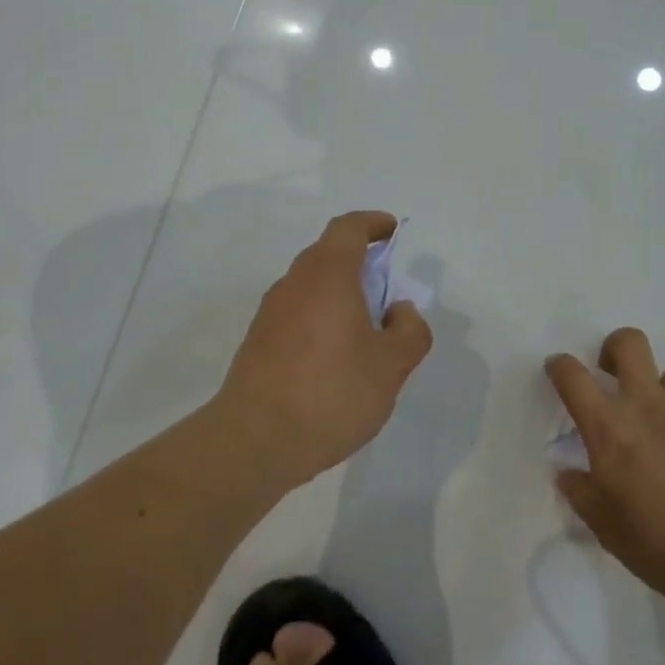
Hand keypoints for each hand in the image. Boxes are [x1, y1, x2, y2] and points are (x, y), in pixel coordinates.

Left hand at [217, 211, 432, 486]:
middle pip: (328, 255)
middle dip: (359, 262)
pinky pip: (297, 313)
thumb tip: (399, 311)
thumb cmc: (331, 392)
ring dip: (339, 294)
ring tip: (366, 330)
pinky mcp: (258, 342)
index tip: (391, 230)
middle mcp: (295, 283)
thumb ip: (409, 331)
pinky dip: (320, 318)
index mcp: (328, 275)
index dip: (372, 224)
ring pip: (311, 286)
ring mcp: (271, 313)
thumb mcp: (391, 366)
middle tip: (386, 289)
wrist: (255, 441)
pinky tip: (335, 358)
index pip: (348, 228)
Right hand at [547, 327, 664, 599]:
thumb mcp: (602, 524)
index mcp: (609, 427)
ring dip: (664, 394)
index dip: (560, 365)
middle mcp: (648, 405)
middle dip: (615, 348)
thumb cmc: (655, 544)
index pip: (572, 375)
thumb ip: (581, 491)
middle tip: (614, 374)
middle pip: (629, 343)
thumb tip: (568, 474)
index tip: (559, 370)